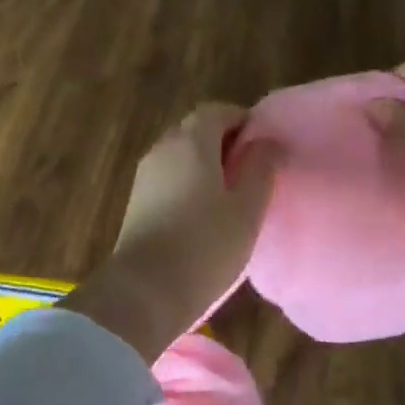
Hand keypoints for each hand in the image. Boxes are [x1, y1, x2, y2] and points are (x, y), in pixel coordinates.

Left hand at [63, 105, 279, 361]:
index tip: (264, 144)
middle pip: (195, 129)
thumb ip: (261, 168)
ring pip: (180, 154)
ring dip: (205, 163)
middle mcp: (163, 149)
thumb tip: (267, 141)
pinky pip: (168, 176)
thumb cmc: (206, 246)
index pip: (217, 111)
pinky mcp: (136, 202)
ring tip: (232, 193)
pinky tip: (205, 212)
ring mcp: (145, 175)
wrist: (144, 292)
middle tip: (251, 168)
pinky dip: (189, 181)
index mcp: (192, 142)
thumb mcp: (247, 209)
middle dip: (224, 140)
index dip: (243, 121)